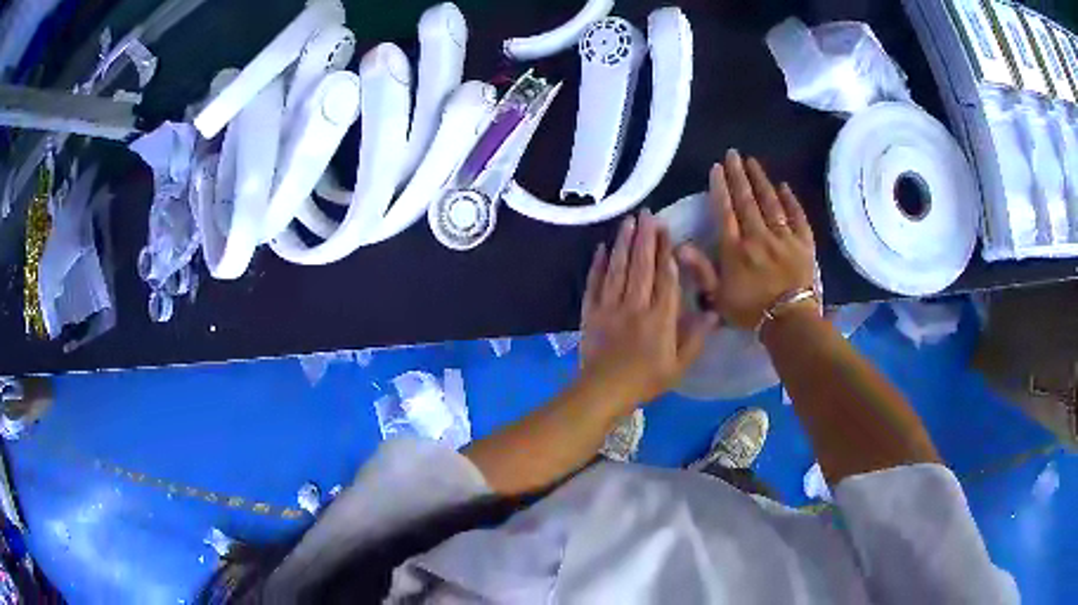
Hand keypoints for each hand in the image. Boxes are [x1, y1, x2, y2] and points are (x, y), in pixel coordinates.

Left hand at [580, 211, 718, 408]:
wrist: (603, 391)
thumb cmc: (646, 381)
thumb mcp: (679, 366)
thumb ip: (696, 338)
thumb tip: (712, 312)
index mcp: (660, 318)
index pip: (666, 278)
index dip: (667, 252)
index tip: (667, 230)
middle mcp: (635, 305)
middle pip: (642, 266)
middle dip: (646, 237)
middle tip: (648, 214)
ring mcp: (610, 307)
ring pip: (618, 269)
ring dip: (624, 243)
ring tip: (628, 221)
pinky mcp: (590, 312)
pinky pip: (594, 283)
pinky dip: (597, 265)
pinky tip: (601, 248)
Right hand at [678, 150, 817, 329]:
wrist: (790, 321)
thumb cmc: (751, 311)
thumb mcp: (718, 297)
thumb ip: (700, 270)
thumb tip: (679, 245)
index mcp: (736, 249)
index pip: (725, 211)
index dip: (720, 188)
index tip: (717, 168)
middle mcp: (758, 236)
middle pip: (747, 201)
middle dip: (739, 175)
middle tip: (733, 154)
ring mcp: (783, 237)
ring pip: (770, 203)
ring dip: (761, 181)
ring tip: (753, 162)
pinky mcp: (803, 243)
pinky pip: (797, 217)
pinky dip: (790, 200)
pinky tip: (784, 186)